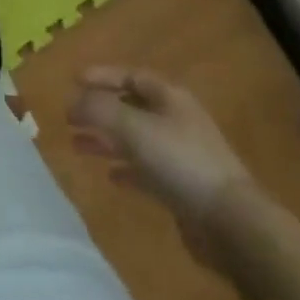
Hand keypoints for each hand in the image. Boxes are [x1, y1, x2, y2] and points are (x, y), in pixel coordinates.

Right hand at [69, 66, 254, 264]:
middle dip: (100, 111)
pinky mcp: (183, 188)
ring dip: (106, 140)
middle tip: (70, 118)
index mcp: (170, 98)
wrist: (230, 223)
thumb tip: (72, 102)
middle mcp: (177, 121)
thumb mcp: (132, 127)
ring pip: (135, 140)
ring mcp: (182, 156)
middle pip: (132, 108)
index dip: (103, 76)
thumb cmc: (180, 162)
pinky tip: (110, 176)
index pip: (132, 76)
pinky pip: (147, 171)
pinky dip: (126, 169)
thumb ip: (98, 109)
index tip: (74, 81)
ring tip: (77, 145)